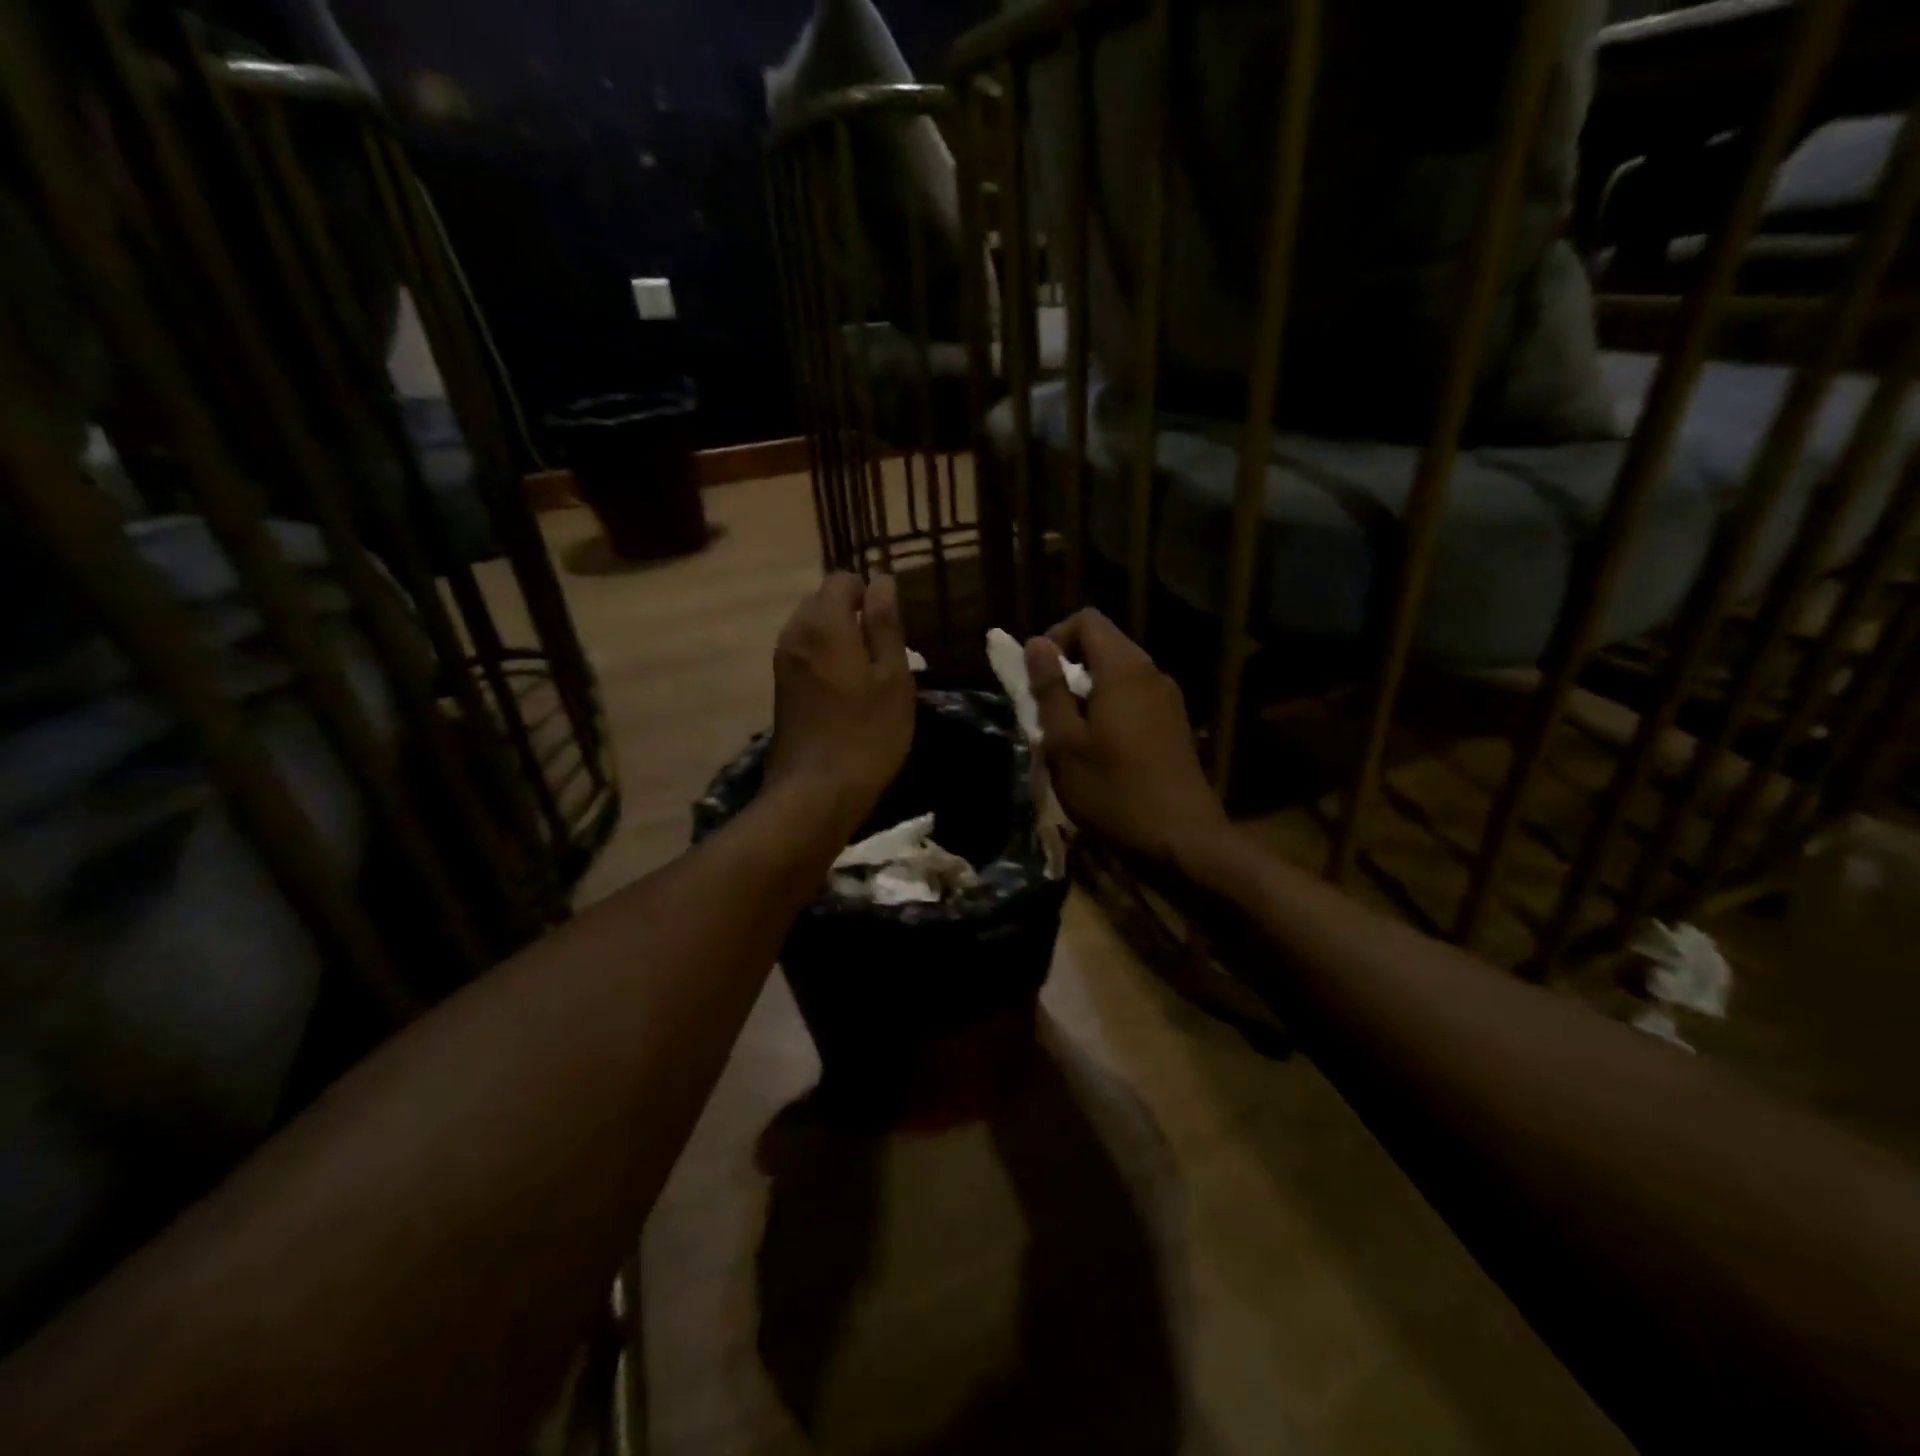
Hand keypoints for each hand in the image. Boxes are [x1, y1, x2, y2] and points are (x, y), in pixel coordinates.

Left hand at [766, 573, 915, 837]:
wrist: (816, 792)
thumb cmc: (867, 734)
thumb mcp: (893, 678)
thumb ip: (886, 625)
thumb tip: (882, 581)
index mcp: (823, 624)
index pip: (842, 579)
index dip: (870, 592)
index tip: (893, 623)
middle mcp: (794, 634)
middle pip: (823, 600)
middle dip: (853, 612)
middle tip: (886, 649)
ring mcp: (782, 661)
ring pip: (812, 628)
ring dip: (840, 636)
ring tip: (870, 670)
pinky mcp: (780, 686)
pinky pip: (805, 652)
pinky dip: (826, 656)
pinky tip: (848, 688)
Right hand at [1025, 610, 1229, 872]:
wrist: (1181, 840)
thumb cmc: (1113, 791)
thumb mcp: (1065, 742)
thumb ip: (1050, 689)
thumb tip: (1036, 644)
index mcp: (1124, 669)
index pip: (1087, 620)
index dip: (1054, 638)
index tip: (1036, 678)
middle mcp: (1151, 673)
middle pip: (1104, 645)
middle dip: (1068, 668)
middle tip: (1045, 711)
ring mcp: (1168, 699)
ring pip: (1118, 675)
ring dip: (1087, 693)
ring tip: (1068, 735)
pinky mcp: (1175, 725)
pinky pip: (1134, 699)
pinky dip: (1109, 710)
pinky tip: (1099, 751)